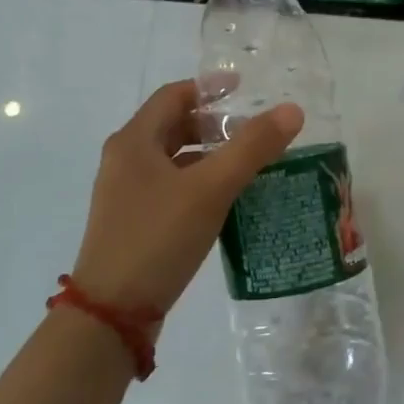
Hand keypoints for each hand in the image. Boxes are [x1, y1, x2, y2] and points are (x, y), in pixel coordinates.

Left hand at [74, 81, 302, 314]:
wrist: (111, 315)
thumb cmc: (158, 237)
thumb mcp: (211, 188)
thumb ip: (252, 147)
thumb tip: (292, 110)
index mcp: (134, 141)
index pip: (173, 96)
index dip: (209, 88)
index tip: (244, 89)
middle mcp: (125, 161)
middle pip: (173, 126)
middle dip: (213, 124)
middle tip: (252, 130)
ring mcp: (126, 194)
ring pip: (174, 159)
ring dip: (209, 154)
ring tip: (248, 163)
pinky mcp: (133, 223)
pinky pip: (171, 187)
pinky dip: (199, 182)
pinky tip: (226, 200)